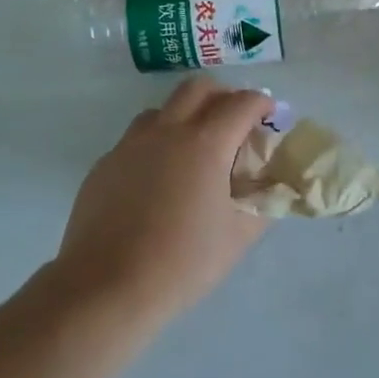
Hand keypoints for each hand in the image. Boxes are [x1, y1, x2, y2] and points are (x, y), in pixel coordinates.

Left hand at [52, 77, 275, 333]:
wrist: (105, 288)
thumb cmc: (181, 263)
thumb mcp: (238, 237)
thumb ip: (263, 203)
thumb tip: (273, 186)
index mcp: (205, 144)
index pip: (241, 103)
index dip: (262, 103)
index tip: (270, 115)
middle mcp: (166, 132)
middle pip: (198, 88)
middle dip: (223, 95)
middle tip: (235, 121)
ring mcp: (130, 146)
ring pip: (162, 110)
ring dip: (185, 116)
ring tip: (195, 149)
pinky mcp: (105, 165)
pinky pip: (136, 140)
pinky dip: (156, 144)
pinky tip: (159, 181)